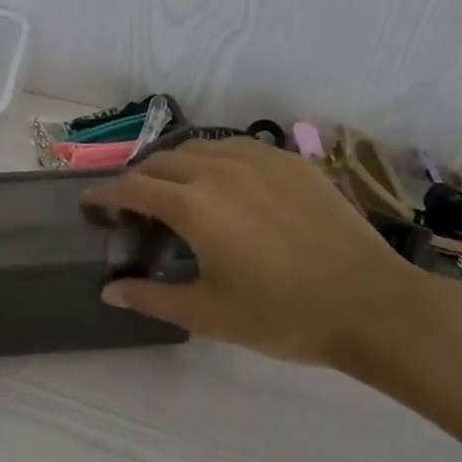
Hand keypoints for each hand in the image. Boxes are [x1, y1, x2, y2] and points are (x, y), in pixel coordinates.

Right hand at [84, 138, 426, 369]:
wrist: (370, 304)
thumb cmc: (282, 315)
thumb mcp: (209, 315)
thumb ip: (152, 298)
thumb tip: (108, 291)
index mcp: (193, 206)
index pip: (133, 187)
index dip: (105, 194)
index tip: (91, 203)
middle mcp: (219, 170)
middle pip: (161, 161)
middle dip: (138, 179)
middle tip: (134, 205)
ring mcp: (258, 159)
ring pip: (199, 147)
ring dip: (175, 164)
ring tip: (175, 189)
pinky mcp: (290, 161)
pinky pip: (237, 146)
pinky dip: (215, 158)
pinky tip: (224, 180)